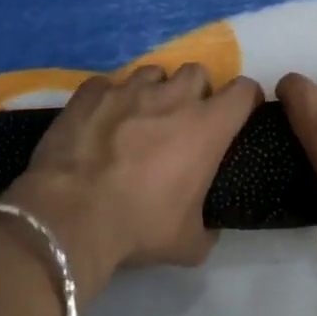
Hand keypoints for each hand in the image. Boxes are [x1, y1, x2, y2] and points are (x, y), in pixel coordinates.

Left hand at [3, 64, 262, 297]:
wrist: (71, 216)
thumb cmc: (138, 225)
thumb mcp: (188, 244)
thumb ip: (207, 230)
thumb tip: (207, 229)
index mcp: (207, 127)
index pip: (243, 91)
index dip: (245, 100)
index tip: (239, 115)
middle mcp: (172, 97)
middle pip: (197, 72)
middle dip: (196, 91)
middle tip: (184, 119)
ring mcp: (128, 89)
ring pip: (153, 72)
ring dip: (154, 91)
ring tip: (141, 116)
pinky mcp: (90, 92)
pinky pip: (108, 84)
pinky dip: (110, 98)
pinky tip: (101, 120)